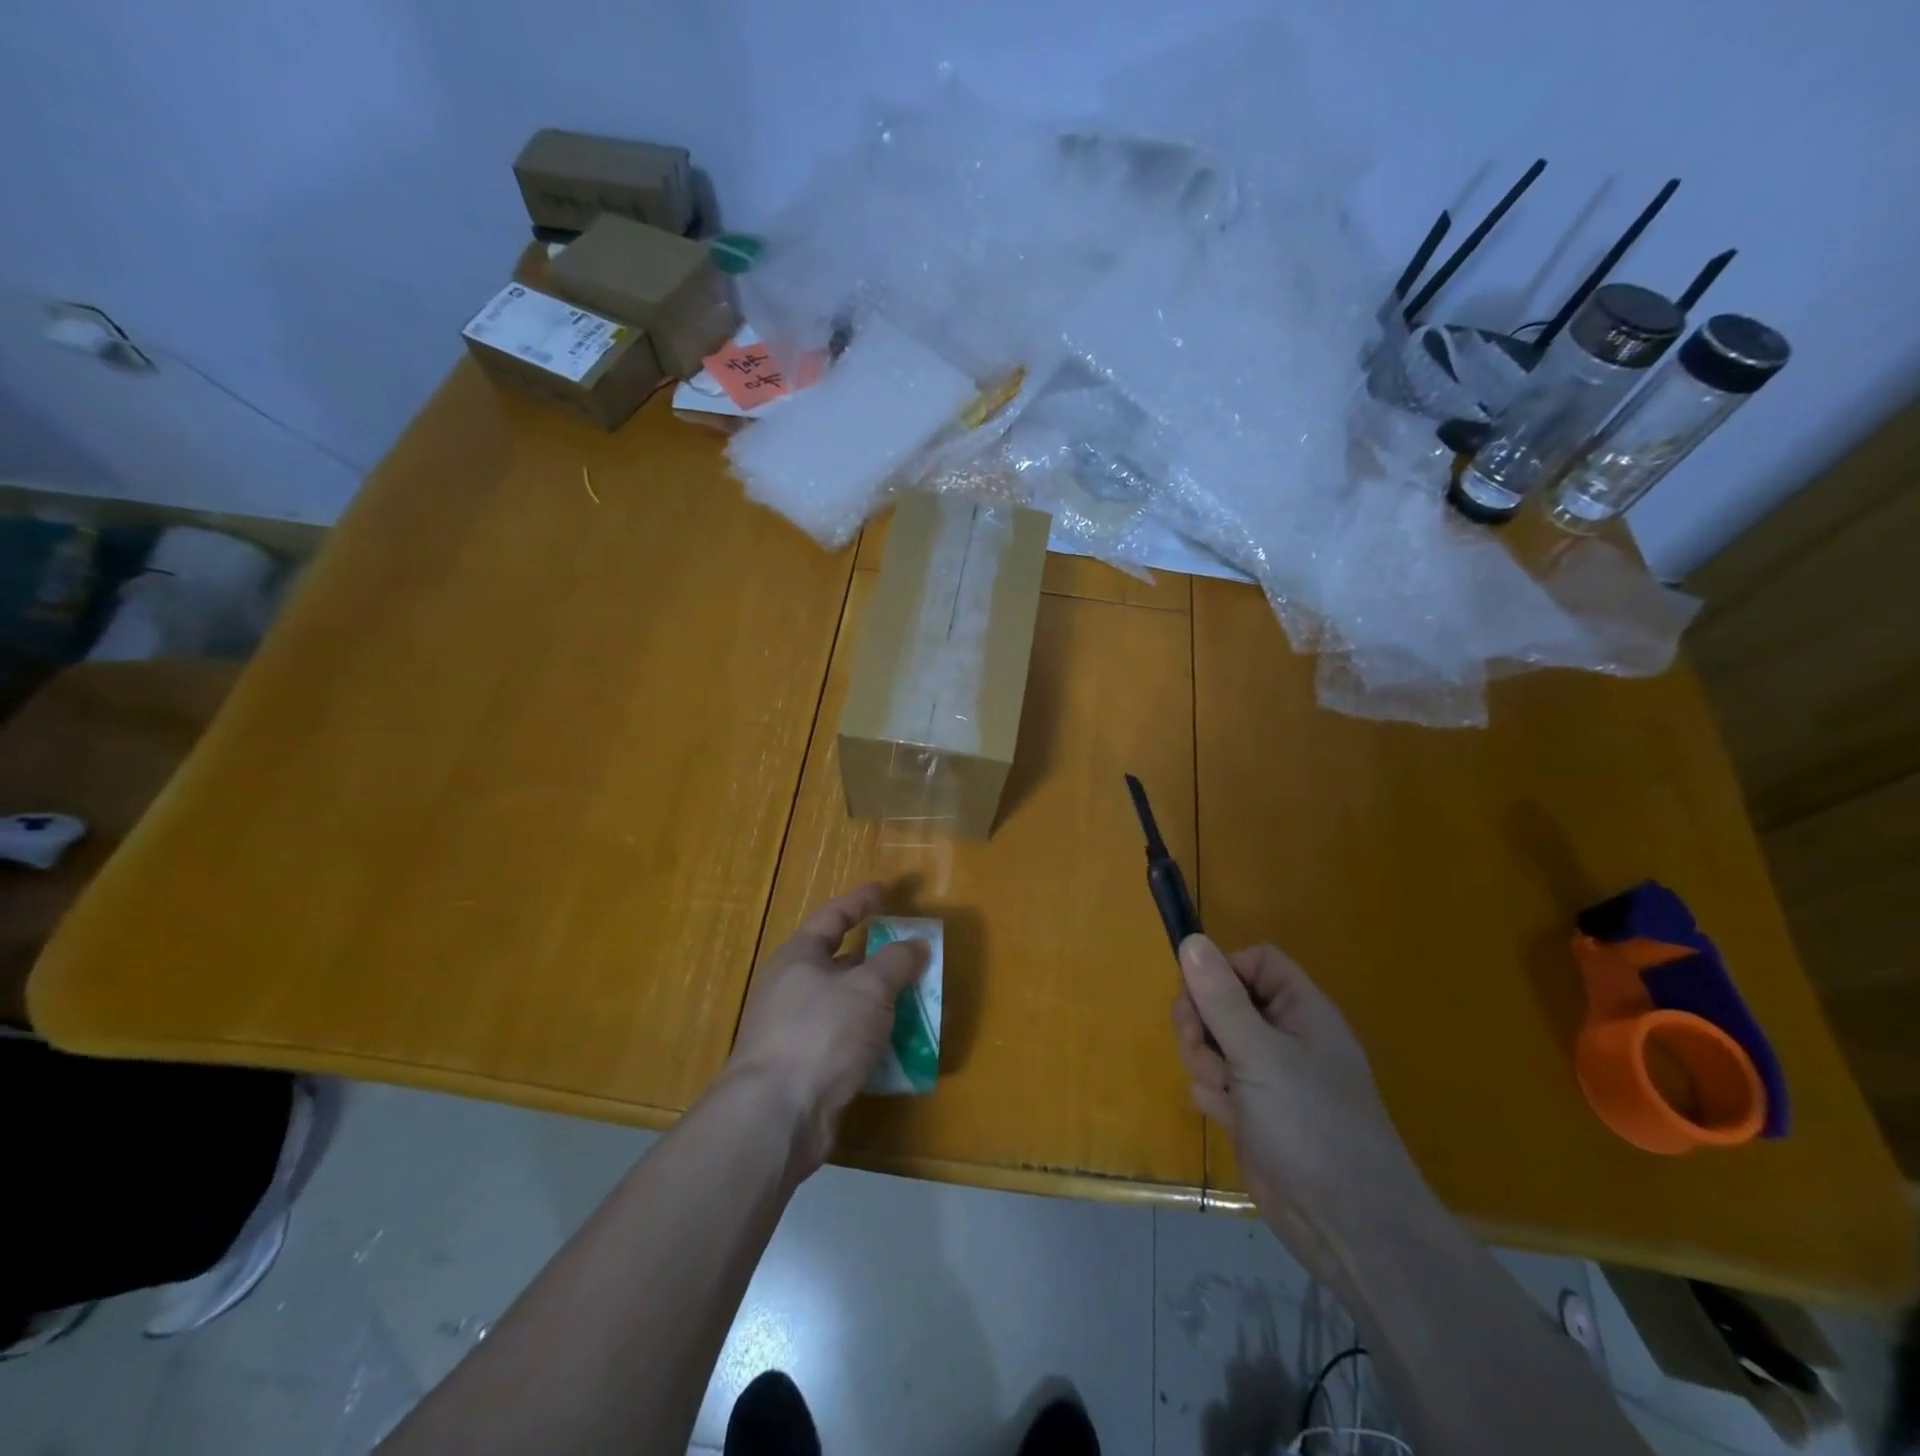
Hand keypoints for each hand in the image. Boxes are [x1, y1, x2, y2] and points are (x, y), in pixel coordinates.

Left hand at [724, 883, 928, 1177]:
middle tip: (914, 957)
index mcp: (799, 957)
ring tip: (918, 1005)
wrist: (776, 1115)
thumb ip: (896, 962)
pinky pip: (847, 1044)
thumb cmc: (821, 1032)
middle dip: (879, 961)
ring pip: (848, 1007)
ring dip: (881, 1006)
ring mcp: (796, 1031)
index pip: (833, 916)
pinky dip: (873, 1042)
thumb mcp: (868, 989)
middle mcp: (792, 989)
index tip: (885, 891)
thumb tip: (916, 944)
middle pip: (842, 964)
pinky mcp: (805, 1069)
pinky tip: (901, 1050)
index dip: (861, 901)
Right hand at [1172, 935, 1427, 1280]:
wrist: (1349, 1228)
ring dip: (1204, 1061)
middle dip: (1202, 1022)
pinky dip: (1214, 1096)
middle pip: (1224, 1001)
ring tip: (1221, 1092)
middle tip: (1201, 1047)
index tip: (1199, 994)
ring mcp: (1270, 1077)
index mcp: (1301, 1011)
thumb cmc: (1312, 1126)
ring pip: (1214, 1043)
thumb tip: (1191, 940)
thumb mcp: (1259, 1054)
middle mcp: (1285, 1037)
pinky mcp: (1254, 1113)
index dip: (1224, 970)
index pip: (1255, 962)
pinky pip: (1216, 1082)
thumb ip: (1221, 999)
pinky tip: (1228, 1119)